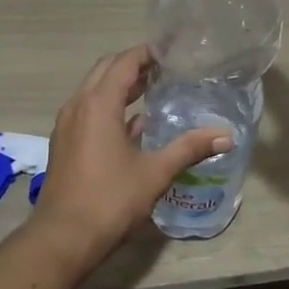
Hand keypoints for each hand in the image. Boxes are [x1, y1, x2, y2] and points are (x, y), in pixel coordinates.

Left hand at [28, 45, 232, 267]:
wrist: (63, 238)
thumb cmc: (110, 200)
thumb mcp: (155, 173)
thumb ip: (189, 148)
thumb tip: (226, 135)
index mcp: (98, 104)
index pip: (123, 63)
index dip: (147, 52)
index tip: (171, 50)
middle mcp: (78, 106)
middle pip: (105, 70)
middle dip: (133, 64)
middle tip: (165, 67)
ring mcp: (67, 125)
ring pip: (94, 90)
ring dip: (120, 85)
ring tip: (153, 88)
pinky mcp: (65, 143)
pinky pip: (88, 110)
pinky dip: (109, 106)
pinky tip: (134, 124)